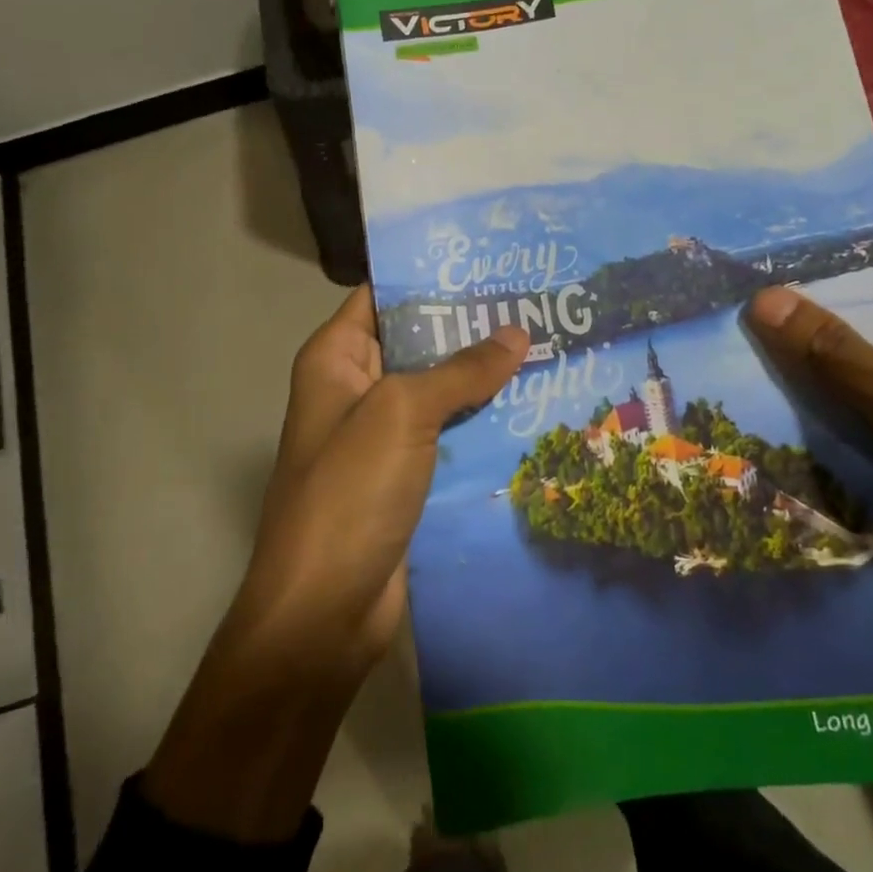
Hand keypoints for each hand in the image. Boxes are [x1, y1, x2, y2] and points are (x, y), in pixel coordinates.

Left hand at [143, 288, 525, 842]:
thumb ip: (461, 370)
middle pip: (417, 342)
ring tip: (547, 345)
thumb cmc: (349, 492)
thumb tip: (517, 332)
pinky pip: (449, 434)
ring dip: (483, 375)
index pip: (383, 296)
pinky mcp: (407, 476)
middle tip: (534, 301)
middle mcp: (356, 389)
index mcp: (336, 359)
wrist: (324, 610)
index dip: (430, 276)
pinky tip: (533, 406)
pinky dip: (483, 421)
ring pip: (438, 390)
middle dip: (469, 326)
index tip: (489, 261)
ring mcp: (382, 435)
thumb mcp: (402, 413)